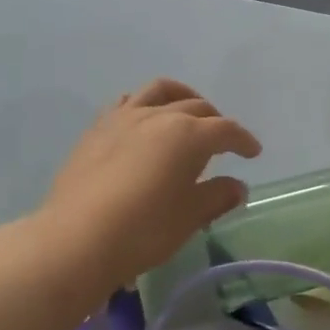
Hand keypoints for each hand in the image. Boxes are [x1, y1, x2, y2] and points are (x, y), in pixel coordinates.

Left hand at [30, 79, 261, 296]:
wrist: (77, 238)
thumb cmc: (143, 230)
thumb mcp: (189, 218)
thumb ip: (217, 196)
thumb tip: (237, 186)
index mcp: (189, 135)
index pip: (226, 130)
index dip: (243, 140)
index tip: (252, 152)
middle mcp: (160, 116)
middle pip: (197, 107)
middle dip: (215, 121)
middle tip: (222, 142)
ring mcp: (125, 117)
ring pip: (161, 91)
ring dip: (182, 97)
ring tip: (187, 112)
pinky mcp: (98, 128)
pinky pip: (127, 102)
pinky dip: (144, 104)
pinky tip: (143, 121)